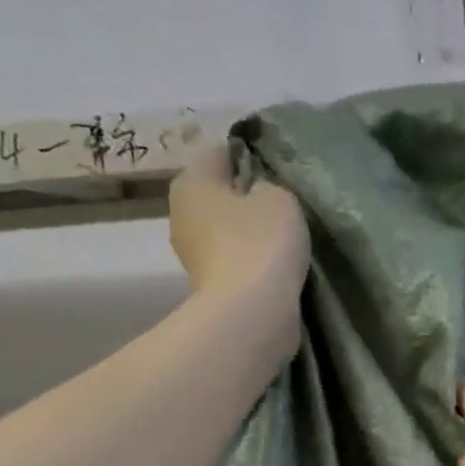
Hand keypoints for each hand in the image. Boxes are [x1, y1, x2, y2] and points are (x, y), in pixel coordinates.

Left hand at [168, 147, 309, 300]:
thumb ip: (270, 186)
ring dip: (249, 233)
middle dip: (247, 199)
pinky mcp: (207, 284)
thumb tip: (261, 193)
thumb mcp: (280, 199)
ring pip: (225, 229)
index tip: (279, 172)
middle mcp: (181, 212)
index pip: (222, 154)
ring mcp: (191, 253)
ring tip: (284, 241)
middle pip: (219, 194)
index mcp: (192, 181)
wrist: (250, 312)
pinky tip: (275, 267)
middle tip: (284, 208)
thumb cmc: (261, 243)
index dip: (252, 158)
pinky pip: (232, 260)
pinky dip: (250, 261)